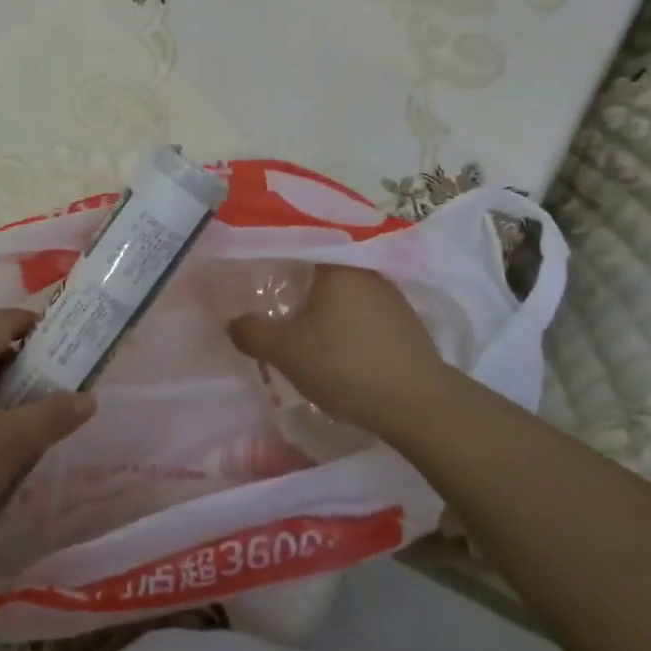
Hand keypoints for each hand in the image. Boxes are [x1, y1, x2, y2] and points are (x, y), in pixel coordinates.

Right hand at [227, 264, 449, 433]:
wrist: (417, 404)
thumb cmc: (344, 364)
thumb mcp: (285, 351)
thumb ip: (252, 332)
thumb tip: (232, 321)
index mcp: (335, 265)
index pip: (297, 246)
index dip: (272, 258)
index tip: (254, 273)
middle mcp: (365, 271)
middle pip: (320, 269)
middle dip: (296, 284)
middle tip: (271, 301)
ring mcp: (390, 296)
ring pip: (343, 292)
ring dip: (323, 306)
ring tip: (300, 325)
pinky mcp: (405, 322)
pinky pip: (363, 311)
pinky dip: (345, 321)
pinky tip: (336, 343)